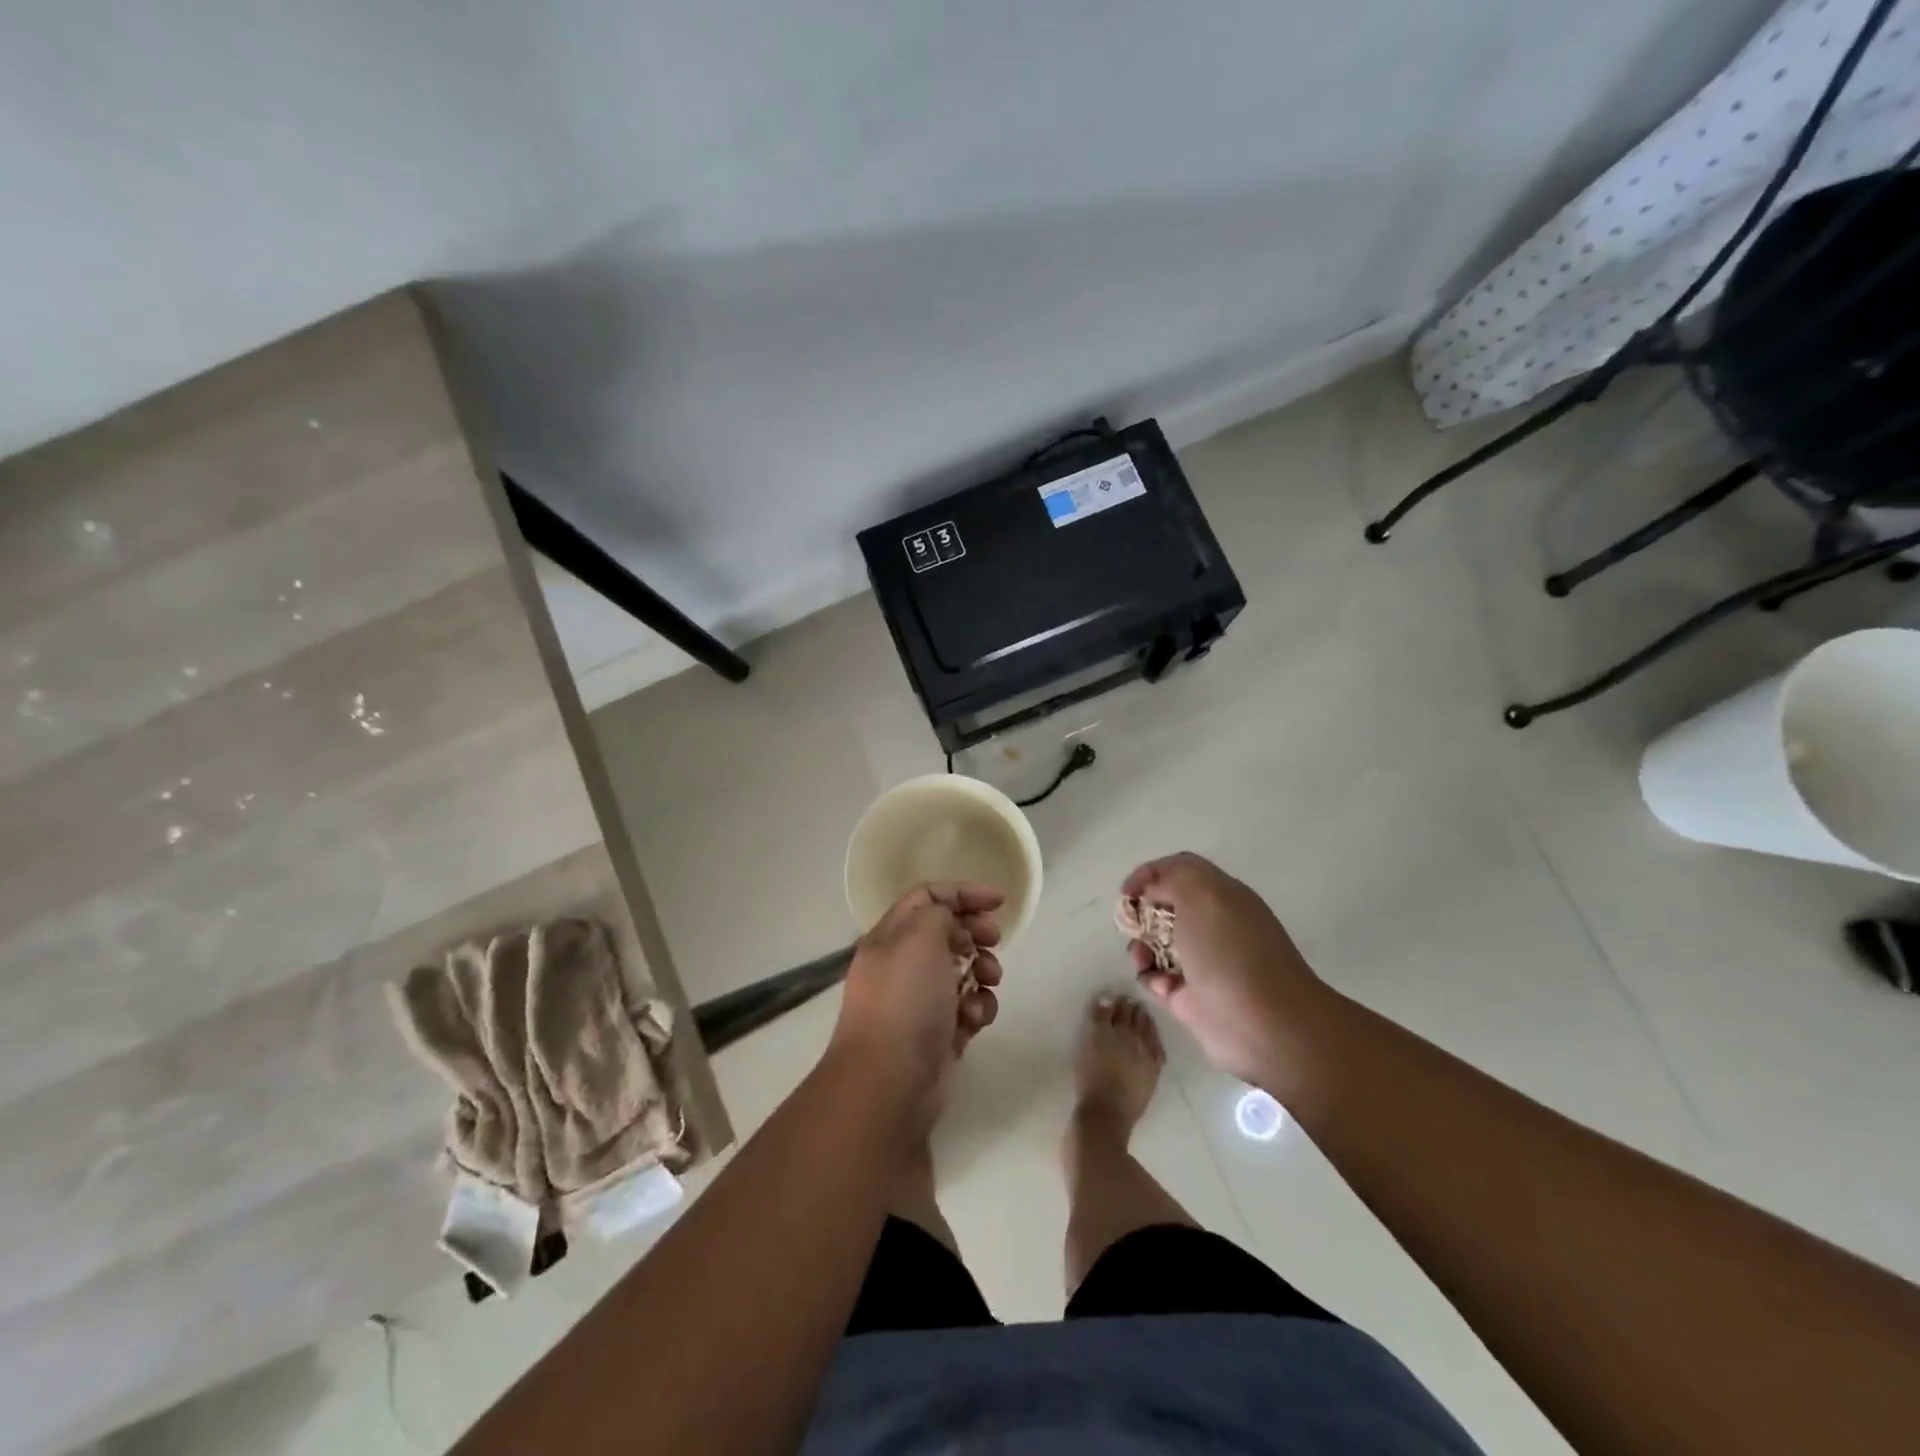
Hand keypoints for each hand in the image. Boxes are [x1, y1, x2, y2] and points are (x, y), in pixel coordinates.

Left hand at [829, 883, 1003, 1137]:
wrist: (889, 1082)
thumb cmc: (905, 1000)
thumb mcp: (920, 937)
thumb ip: (940, 914)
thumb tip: (952, 926)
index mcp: (889, 937)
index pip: (927, 897)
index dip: (963, 892)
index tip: (1000, 901)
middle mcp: (901, 965)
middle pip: (946, 932)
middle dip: (976, 932)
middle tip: (995, 940)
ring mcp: (919, 1002)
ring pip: (962, 971)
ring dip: (982, 971)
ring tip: (988, 980)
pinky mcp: (938, 1035)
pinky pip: (967, 1009)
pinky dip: (978, 1008)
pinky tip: (976, 1018)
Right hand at [1121, 853, 1332, 1085]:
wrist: (1265, 1026)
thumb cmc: (1231, 952)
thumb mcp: (1202, 895)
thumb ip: (1171, 878)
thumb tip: (1152, 890)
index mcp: (1222, 896)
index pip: (1181, 870)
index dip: (1151, 874)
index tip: (1128, 892)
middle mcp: (1212, 926)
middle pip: (1165, 907)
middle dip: (1142, 913)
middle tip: (1131, 924)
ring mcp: (1201, 963)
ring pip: (1156, 944)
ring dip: (1140, 947)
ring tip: (1141, 959)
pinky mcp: (1190, 997)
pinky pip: (1157, 979)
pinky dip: (1151, 979)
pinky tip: (1162, 986)